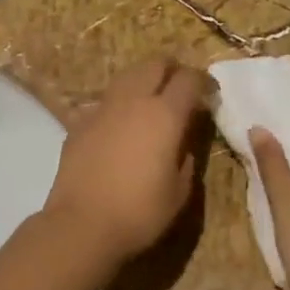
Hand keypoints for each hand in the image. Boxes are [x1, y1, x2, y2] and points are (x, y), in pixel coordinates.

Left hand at [42, 59, 211, 269]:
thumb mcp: (179, 192)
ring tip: (151, 101)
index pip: (189, 79)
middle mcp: (133, 101)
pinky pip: (105, 102)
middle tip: (181, 88)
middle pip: (155, 65)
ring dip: (143, 81)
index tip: (210, 94)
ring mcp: (102, 108)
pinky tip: (120, 126)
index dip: (203, 81)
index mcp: (164, 114)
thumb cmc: (139, 212)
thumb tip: (184, 144)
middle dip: (172, 70)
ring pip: (126, 76)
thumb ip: (186, 159)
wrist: (81, 224)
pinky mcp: (79, 122)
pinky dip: (119, 105)